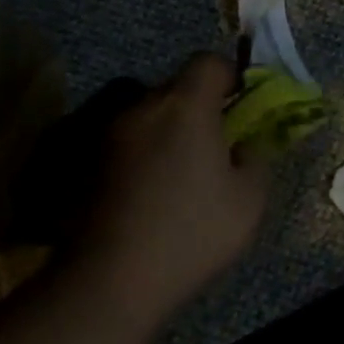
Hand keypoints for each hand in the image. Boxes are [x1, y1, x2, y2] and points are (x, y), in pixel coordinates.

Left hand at [76, 54, 266, 324]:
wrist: (111, 281)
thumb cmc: (191, 234)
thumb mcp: (249, 200)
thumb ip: (255, 159)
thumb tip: (243, 146)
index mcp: (185, 106)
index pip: (208, 62)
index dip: (229, 76)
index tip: (240, 106)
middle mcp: (143, 107)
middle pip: (176, 87)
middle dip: (198, 107)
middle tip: (214, 146)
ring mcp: (109, 133)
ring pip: (149, 114)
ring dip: (168, 130)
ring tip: (179, 173)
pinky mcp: (88, 161)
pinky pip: (128, 141)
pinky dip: (144, 153)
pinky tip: (151, 192)